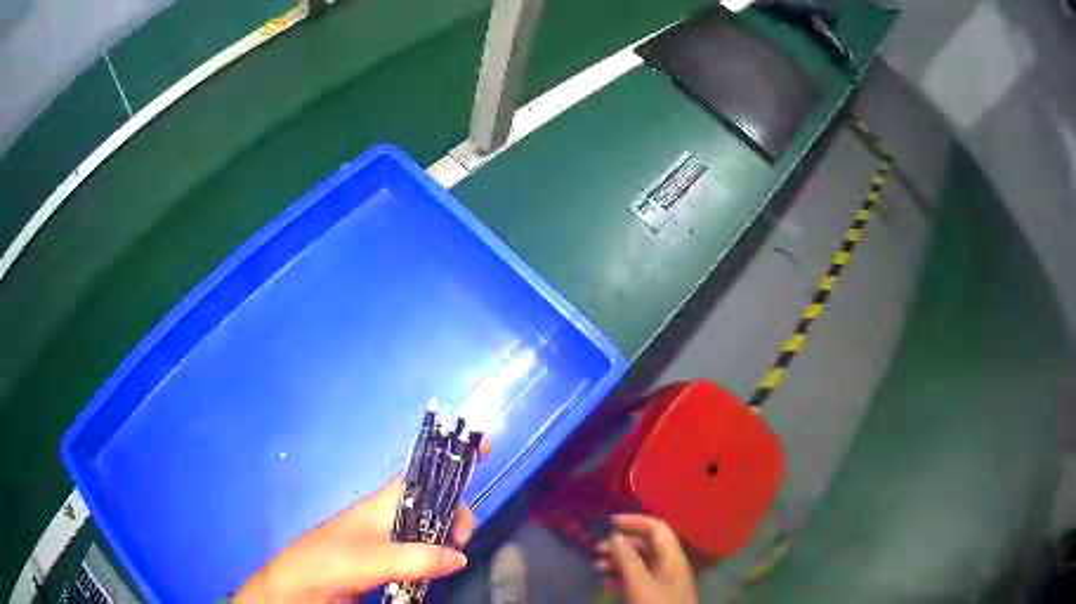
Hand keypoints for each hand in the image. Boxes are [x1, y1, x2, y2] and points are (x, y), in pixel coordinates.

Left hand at [236, 440, 489, 602]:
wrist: (300, 588)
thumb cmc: (329, 561)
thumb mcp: (371, 558)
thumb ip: (416, 558)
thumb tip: (460, 556)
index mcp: (383, 503)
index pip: (422, 473)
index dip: (450, 457)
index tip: (484, 445)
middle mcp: (390, 518)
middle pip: (435, 505)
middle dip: (456, 514)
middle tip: (461, 540)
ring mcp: (390, 542)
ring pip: (431, 532)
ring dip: (448, 541)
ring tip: (452, 558)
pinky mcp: (389, 564)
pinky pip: (423, 555)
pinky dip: (437, 560)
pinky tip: (441, 570)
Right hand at [595, 514, 697, 603]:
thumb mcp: (639, 583)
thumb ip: (628, 559)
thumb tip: (616, 536)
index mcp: (671, 556)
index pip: (657, 528)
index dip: (635, 521)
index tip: (610, 522)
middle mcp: (670, 564)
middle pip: (646, 545)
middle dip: (621, 545)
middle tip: (597, 549)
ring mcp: (664, 580)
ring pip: (641, 563)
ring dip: (619, 562)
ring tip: (597, 566)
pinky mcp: (657, 594)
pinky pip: (639, 578)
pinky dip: (623, 577)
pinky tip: (606, 582)